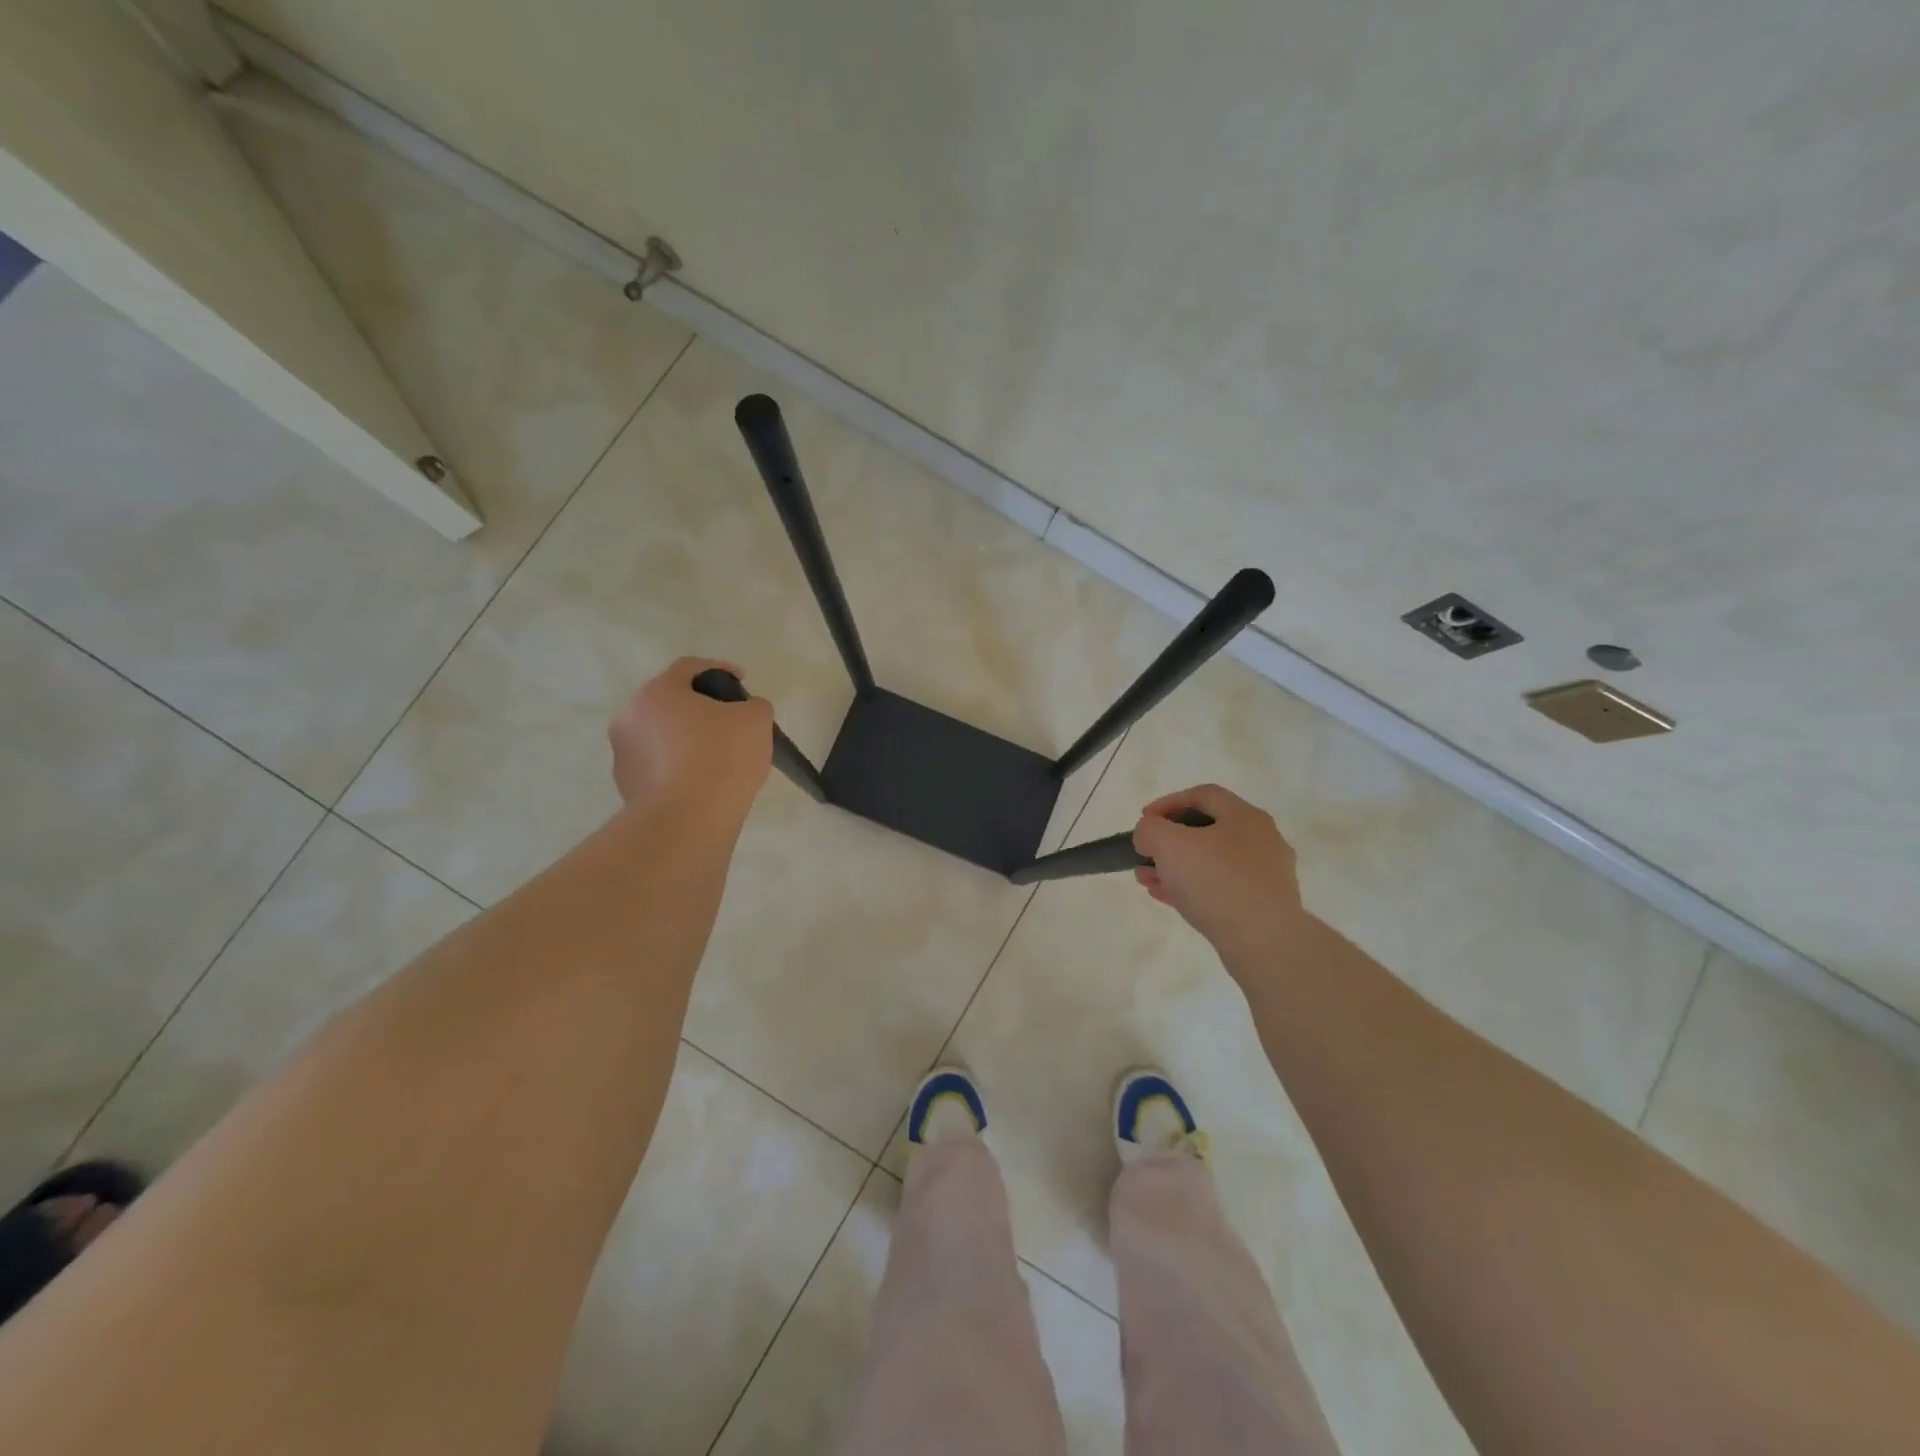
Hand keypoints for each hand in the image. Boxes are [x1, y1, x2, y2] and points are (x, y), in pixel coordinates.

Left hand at [608, 658, 772, 814]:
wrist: (687, 822)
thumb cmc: (721, 758)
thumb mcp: (756, 720)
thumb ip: (754, 706)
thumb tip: (746, 712)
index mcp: (658, 692)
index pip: (689, 668)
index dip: (720, 669)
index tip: (742, 681)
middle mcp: (630, 718)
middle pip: (671, 703)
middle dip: (700, 708)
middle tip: (730, 722)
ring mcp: (624, 755)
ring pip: (662, 736)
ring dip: (686, 740)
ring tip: (718, 758)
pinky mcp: (627, 789)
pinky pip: (658, 767)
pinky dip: (679, 768)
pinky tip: (703, 784)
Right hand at [1132, 784, 1310, 959]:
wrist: (1264, 942)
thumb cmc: (1216, 881)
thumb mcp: (1169, 844)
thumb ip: (1150, 829)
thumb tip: (1150, 835)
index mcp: (1245, 816)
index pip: (1203, 794)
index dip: (1168, 802)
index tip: (1144, 819)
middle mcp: (1261, 840)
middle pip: (1206, 830)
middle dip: (1168, 841)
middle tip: (1145, 854)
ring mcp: (1265, 875)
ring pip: (1211, 862)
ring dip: (1175, 867)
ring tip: (1147, 879)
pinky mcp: (1263, 906)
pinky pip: (1221, 888)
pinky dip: (1192, 888)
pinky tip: (1167, 898)